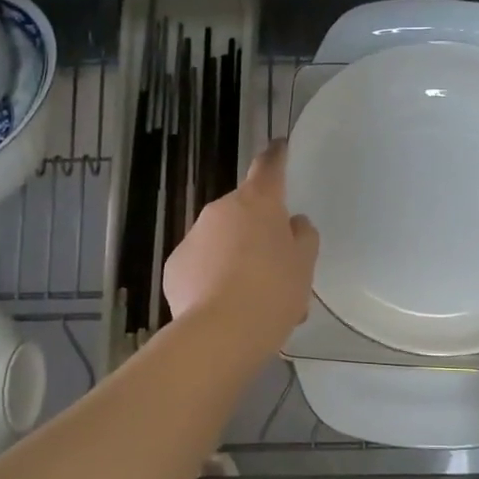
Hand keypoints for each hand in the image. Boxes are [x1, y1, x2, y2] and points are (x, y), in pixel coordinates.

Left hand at [164, 141, 319, 353]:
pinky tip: (224, 307)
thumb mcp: (304, 264)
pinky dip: (212, 278)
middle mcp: (221, 210)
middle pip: (244, 211)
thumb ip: (302, 237)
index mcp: (258, 203)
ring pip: (221, 240)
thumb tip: (293, 223)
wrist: (221, 332)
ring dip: (236, 257)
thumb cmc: (273, 291)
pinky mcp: (174, 267)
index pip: (268, 167)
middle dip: (258, 231)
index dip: (276, 156)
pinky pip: (200, 265)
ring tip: (252, 298)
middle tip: (276, 266)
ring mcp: (193, 237)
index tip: (279, 146)